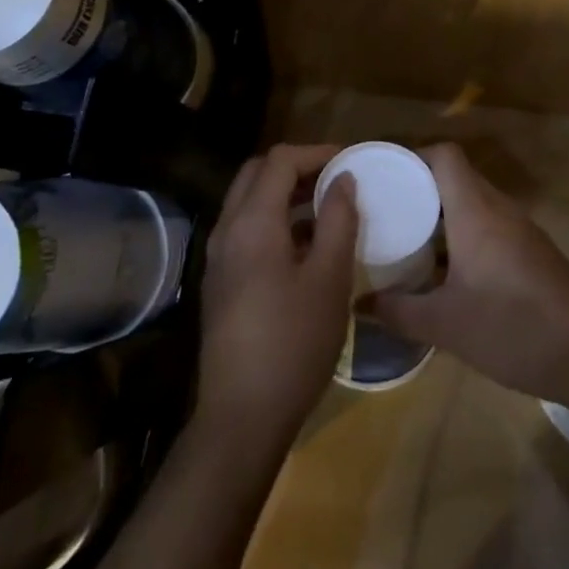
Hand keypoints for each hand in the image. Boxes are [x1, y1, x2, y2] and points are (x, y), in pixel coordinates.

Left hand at [197, 143, 357, 447]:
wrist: (241, 416)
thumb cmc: (293, 343)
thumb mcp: (328, 279)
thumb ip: (337, 221)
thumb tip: (343, 180)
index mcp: (252, 222)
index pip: (280, 160)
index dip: (316, 152)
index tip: (350, 160)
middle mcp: (227, 229)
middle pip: (257, 174)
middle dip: (297, 167)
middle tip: (336, 179)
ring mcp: (218, 257)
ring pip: (248, 201)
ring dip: (285, 193)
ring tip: (327, 207)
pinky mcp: (220, 281)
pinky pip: (245, 229)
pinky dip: (274, 219)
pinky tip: (305, 245)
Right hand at [365, 142, 568, 404]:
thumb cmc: (513, 329)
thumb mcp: (446, 325)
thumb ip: (399, 311)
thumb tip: (360, 304)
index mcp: (476, 211)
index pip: (445, 156)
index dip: (413, 157)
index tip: (384, 177)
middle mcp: (500, 210)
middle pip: (457, 178)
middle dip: (421, 188)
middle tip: (387, 211)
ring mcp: (521, 230)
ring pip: (475, 203)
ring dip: (443, 215)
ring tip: (409, 239)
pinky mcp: (534, 252)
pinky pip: (491, 226)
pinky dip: (465, 235)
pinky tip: (448, 271)